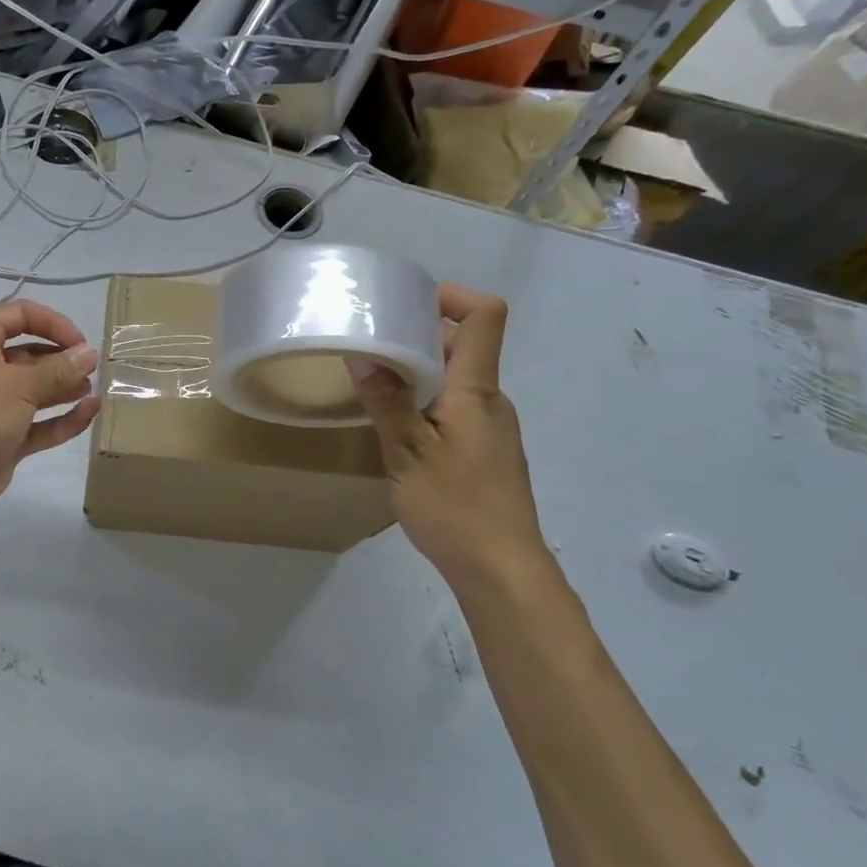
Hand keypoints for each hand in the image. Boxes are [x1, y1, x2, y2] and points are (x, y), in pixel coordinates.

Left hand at [0, 300, 100, 521]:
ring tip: (93, 389)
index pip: (19, 315)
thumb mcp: (20, 385)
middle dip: (62, 359)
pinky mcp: (4, 436)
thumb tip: (90, 354)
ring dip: (64, 387)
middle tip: (93, 370)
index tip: (81, 343)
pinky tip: (90, 413)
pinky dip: (62, 418)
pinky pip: (38, 422)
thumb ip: (59, 369)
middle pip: (29, 352)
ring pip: (35, 388)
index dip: (53, 323)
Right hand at [348, 286, 549, 589]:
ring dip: (420, 373)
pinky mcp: (487, 453)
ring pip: (457, 381)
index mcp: (476, 391)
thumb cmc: (455, 508)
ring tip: (375, 384)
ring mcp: (493, 428)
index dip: (452, 296)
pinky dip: (427, 403)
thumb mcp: (408, 454)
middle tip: (372, 342)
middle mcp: (491, 400)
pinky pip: (457, 409)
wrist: (502, 570)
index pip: (485, 316)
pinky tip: (398, 430)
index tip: (408, 301)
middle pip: (465, 346)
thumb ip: (387, 402)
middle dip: (419, 335)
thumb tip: (364, 353)